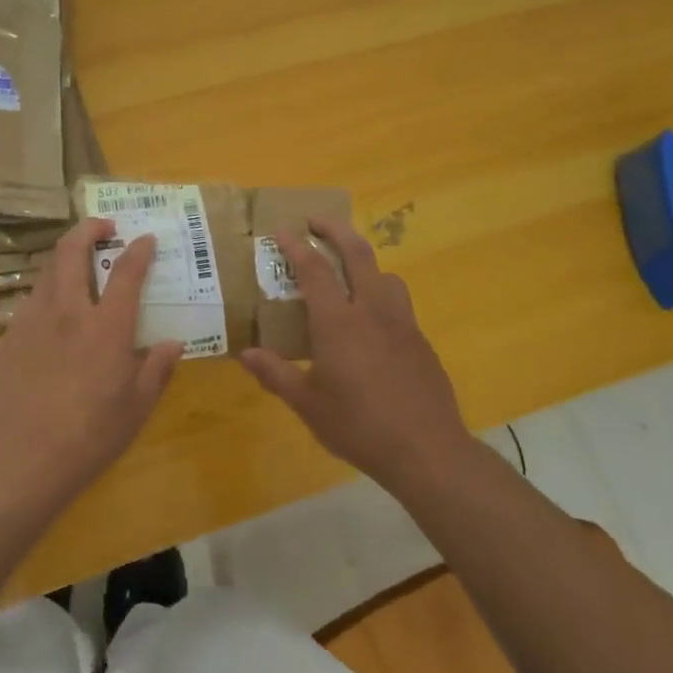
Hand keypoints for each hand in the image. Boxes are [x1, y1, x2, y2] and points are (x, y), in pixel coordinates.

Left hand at [0, 217, 184, 502]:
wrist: (25, 456)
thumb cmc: (91, 434)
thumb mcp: (137, 406)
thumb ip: (157, 369)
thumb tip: (173, 344)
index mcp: (107, 327)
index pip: (126, 272)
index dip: (138, 250)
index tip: (145, 239)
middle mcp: (69, 311)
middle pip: (72, 251)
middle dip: (88, 229)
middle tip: (103, 227)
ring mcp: (34, 320)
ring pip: (47, 270)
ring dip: (65, 257)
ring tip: (78, 264)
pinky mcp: (11, 336)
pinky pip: (32, 300)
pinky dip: (48, 291)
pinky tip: (53, 311)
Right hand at [240, 217, 474, 496]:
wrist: (427, 450)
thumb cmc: (359, 426)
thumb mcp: (308, 404)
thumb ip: (275, 374)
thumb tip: (245, 354)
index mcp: (338, 322)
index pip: (314, 269)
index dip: (297, 246)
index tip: (283, 229)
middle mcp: (371, 310)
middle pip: (357, 253)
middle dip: (336, 230)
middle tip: (316, 221)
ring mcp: (401, 323)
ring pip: (384, 274)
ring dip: (363, 259)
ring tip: (347, 269)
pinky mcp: (420, 340)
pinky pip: (398, 300)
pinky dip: (379, 290)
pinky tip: (371, 319)